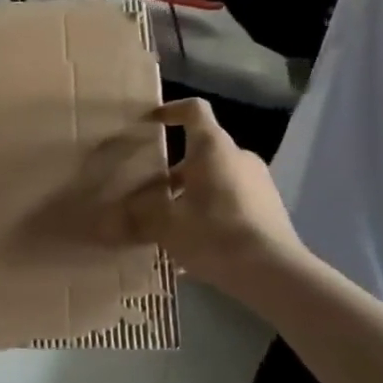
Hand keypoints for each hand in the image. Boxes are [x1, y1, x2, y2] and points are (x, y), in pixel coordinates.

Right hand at [123, 99, 305, 299]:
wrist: (273, 272)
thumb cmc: (213, 234)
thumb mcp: (165, 226)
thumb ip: (137, 216)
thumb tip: (108, 219)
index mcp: (213, 149)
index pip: (194, 110)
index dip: (171, 110)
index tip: (151, 121)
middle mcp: (239, 157)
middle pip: (200, 152)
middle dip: (172, 172)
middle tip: (148, 196)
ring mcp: (258, 182)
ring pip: (215, 178)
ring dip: (190, 194)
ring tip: (168, 225)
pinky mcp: (269, 208)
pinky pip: (230, 200)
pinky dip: (209, 212)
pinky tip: (195, 244)